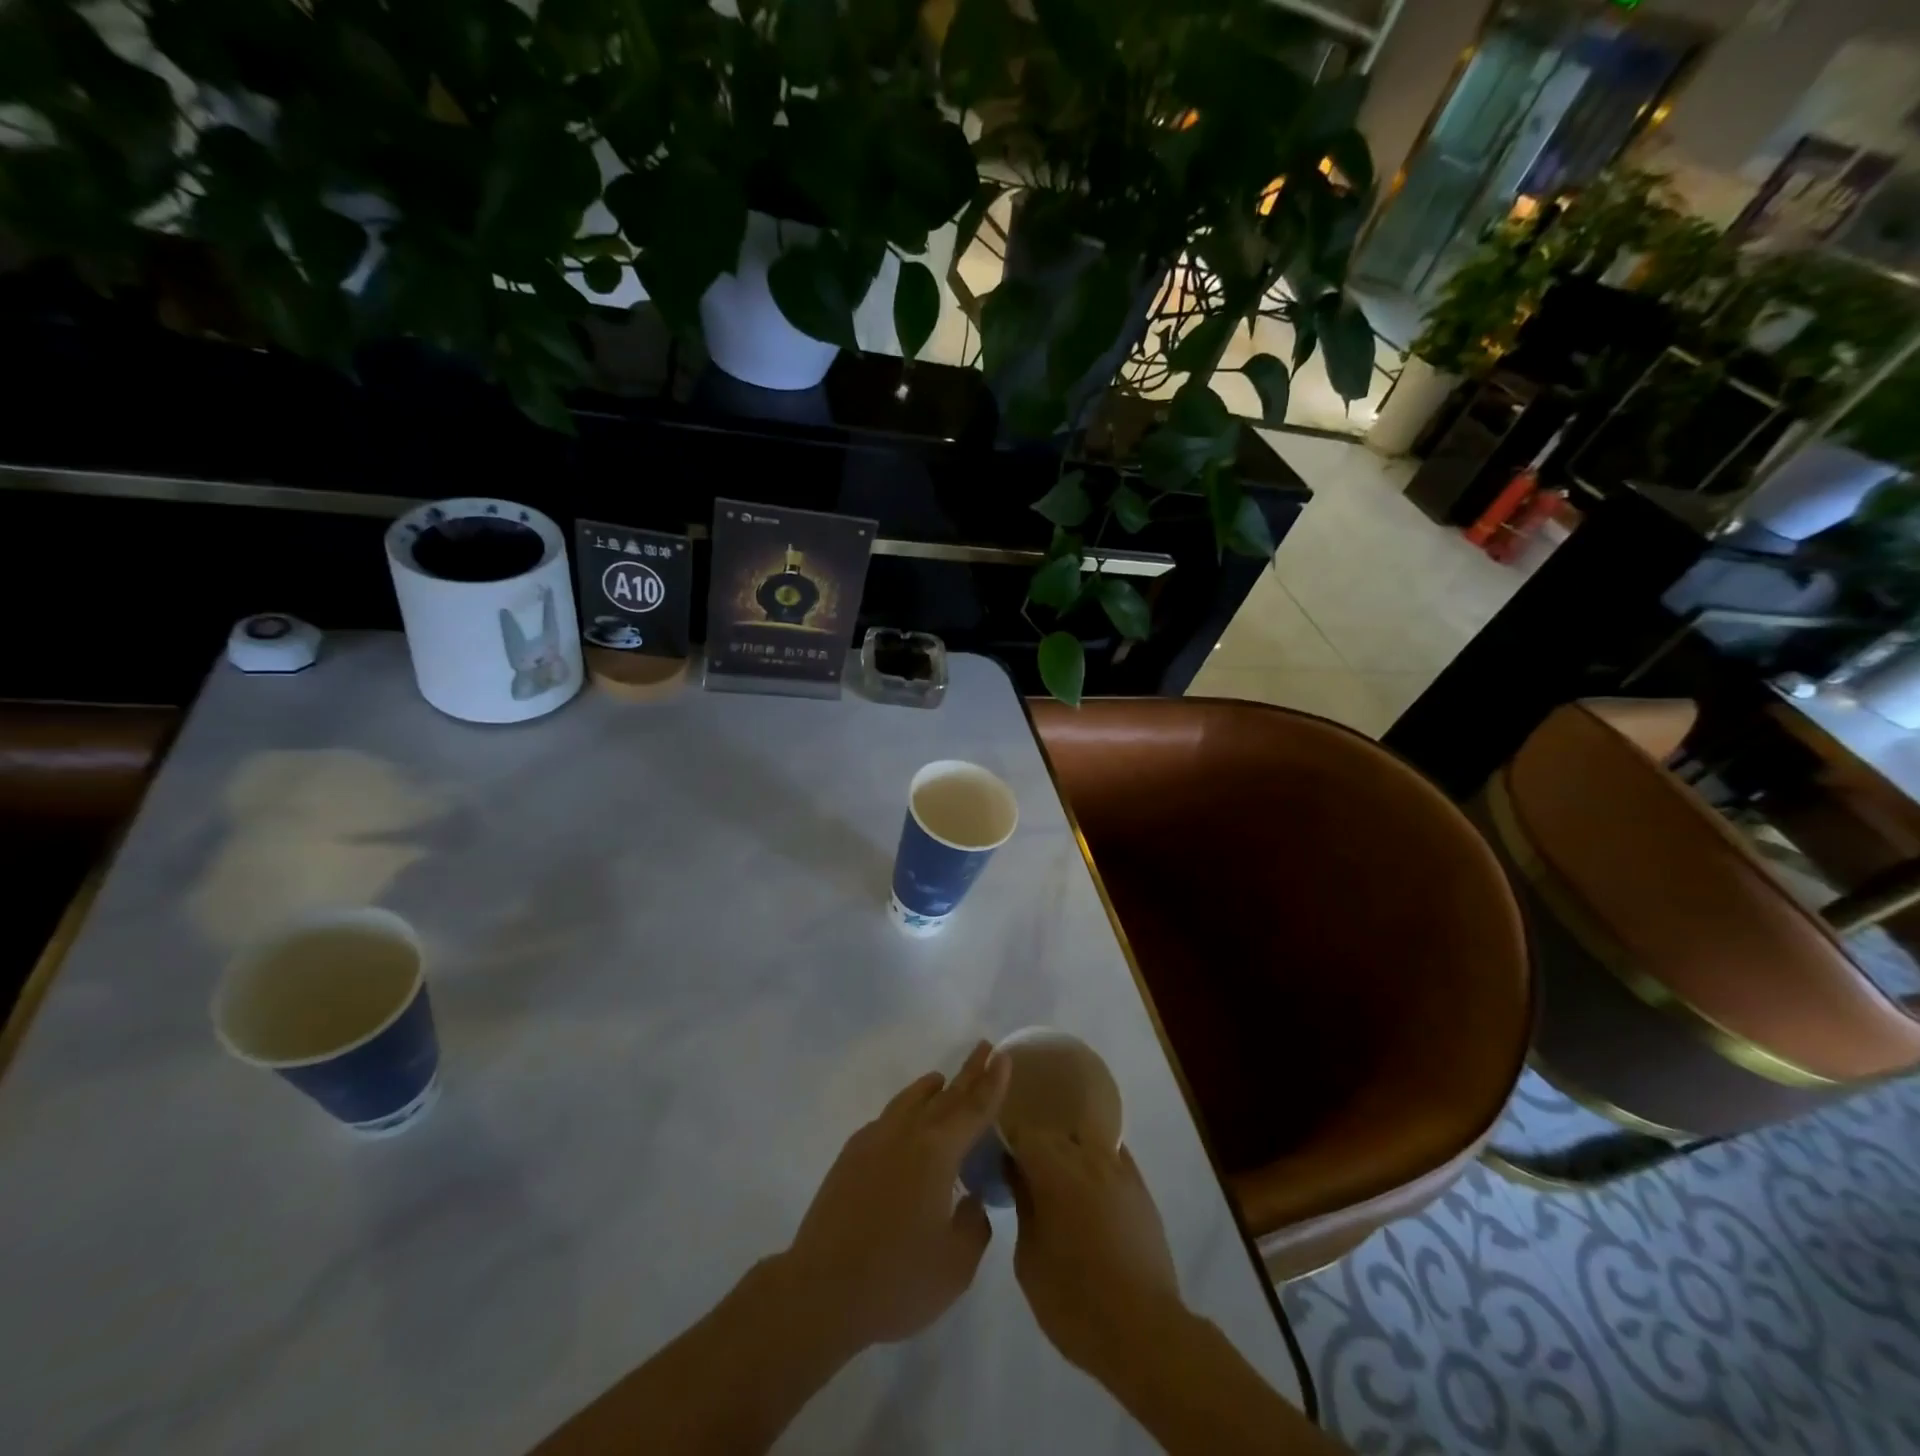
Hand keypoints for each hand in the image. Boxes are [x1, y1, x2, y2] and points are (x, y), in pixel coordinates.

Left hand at [781, 1042, 1010, 1355]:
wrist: (821, 1291)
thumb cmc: (896, 1280)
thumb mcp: (955, 1266)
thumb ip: (973, 1225)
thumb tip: (971, 1201)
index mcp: (937, 1152)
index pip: (973, 1109)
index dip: (992, 1083)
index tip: (1003, 1055)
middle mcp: (907, 1134)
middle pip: (945, 1095)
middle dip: (968, 1072)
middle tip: (983, 1047)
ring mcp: (874, 1140)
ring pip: (910, 1101)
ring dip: (931, 1088)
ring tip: (942, 1078)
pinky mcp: (850, 1156)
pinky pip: (887, 1119)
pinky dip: (905, 1110)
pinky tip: (905, 1122)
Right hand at [1006, 1128, 1186, 1386]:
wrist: (1143, 1331)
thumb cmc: (1074, 1300)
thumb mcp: (1029, 1259)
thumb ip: (1022, 1204)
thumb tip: (1015, 1173)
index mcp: (1053, 1169)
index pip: (1023, 1133)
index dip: (1008, 1142)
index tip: (1000, 1160)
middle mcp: (1086, 1156)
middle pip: (1054, 1132)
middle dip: (1037, 1146)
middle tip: (1025, 1172)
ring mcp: (1118, 1168)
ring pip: (1085, 1140)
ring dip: (1068, 1152)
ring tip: (1059, 1179)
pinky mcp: (1140, 1187)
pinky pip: (1112, 1157)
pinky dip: (1096, 1162)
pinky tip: (1091, 1186)